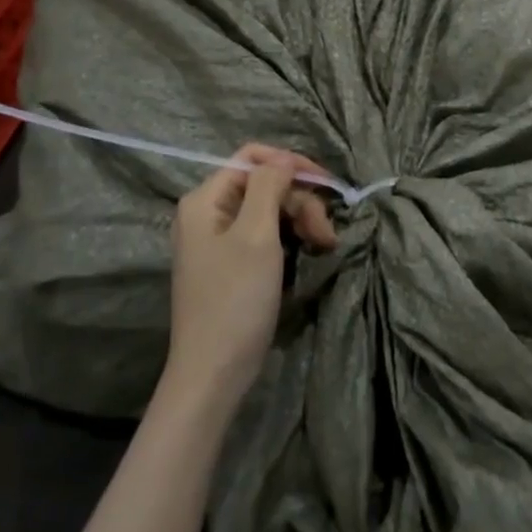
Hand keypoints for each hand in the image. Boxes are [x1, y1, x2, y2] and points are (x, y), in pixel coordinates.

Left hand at [164, 144, 336, 410]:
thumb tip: (284, 159)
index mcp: (205, 200)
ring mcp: (218, 241)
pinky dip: (289, 240)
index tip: (325, 184)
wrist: (213, 373)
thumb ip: (269, 186)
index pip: (251, 158)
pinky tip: (308, 253)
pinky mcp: (231, 265)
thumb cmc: (234, 299)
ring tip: (325, 245)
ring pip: (269, 210)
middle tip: (327, 233)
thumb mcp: (256, 234)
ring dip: (300, 221)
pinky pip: (264, 235)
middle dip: (300, 201)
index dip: (290, 163)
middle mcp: (208, 214)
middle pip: (263, 185)